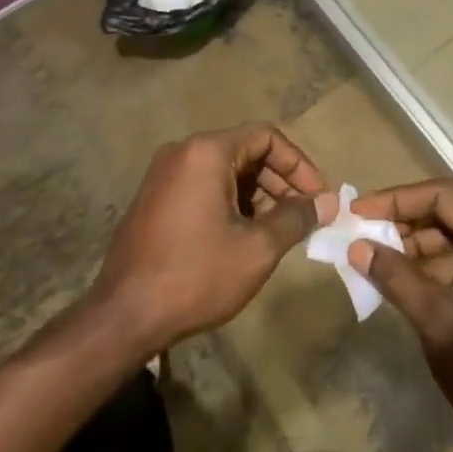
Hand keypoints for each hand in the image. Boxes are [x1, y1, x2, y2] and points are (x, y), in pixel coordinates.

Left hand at [92, 123, 329, 355]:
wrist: (125, 315)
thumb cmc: (196, 275)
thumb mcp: (256, 249)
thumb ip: (296, 218)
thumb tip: (328, 202)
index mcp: (207, 151)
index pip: (266, 136)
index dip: (299, 164)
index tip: (318, 198)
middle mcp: (184, 151)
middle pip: (245, 151)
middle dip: (280, 182)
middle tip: (304, 218)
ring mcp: (165, 174)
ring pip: (225, 171)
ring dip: (258, 195)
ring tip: (279, 232)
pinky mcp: (156, 198)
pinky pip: (204, 186)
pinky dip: (231, 203)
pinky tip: (245, 237)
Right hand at [349, 178, 452, 451]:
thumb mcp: (438, 323)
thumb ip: (396, 277)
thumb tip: (357, 247)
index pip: (446, 196)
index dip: (399, 200)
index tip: (360, 212)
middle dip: (410, 217)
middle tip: (369, 228)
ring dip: (425, 242)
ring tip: (383, 256)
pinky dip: (444, 263)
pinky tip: (412, 278)